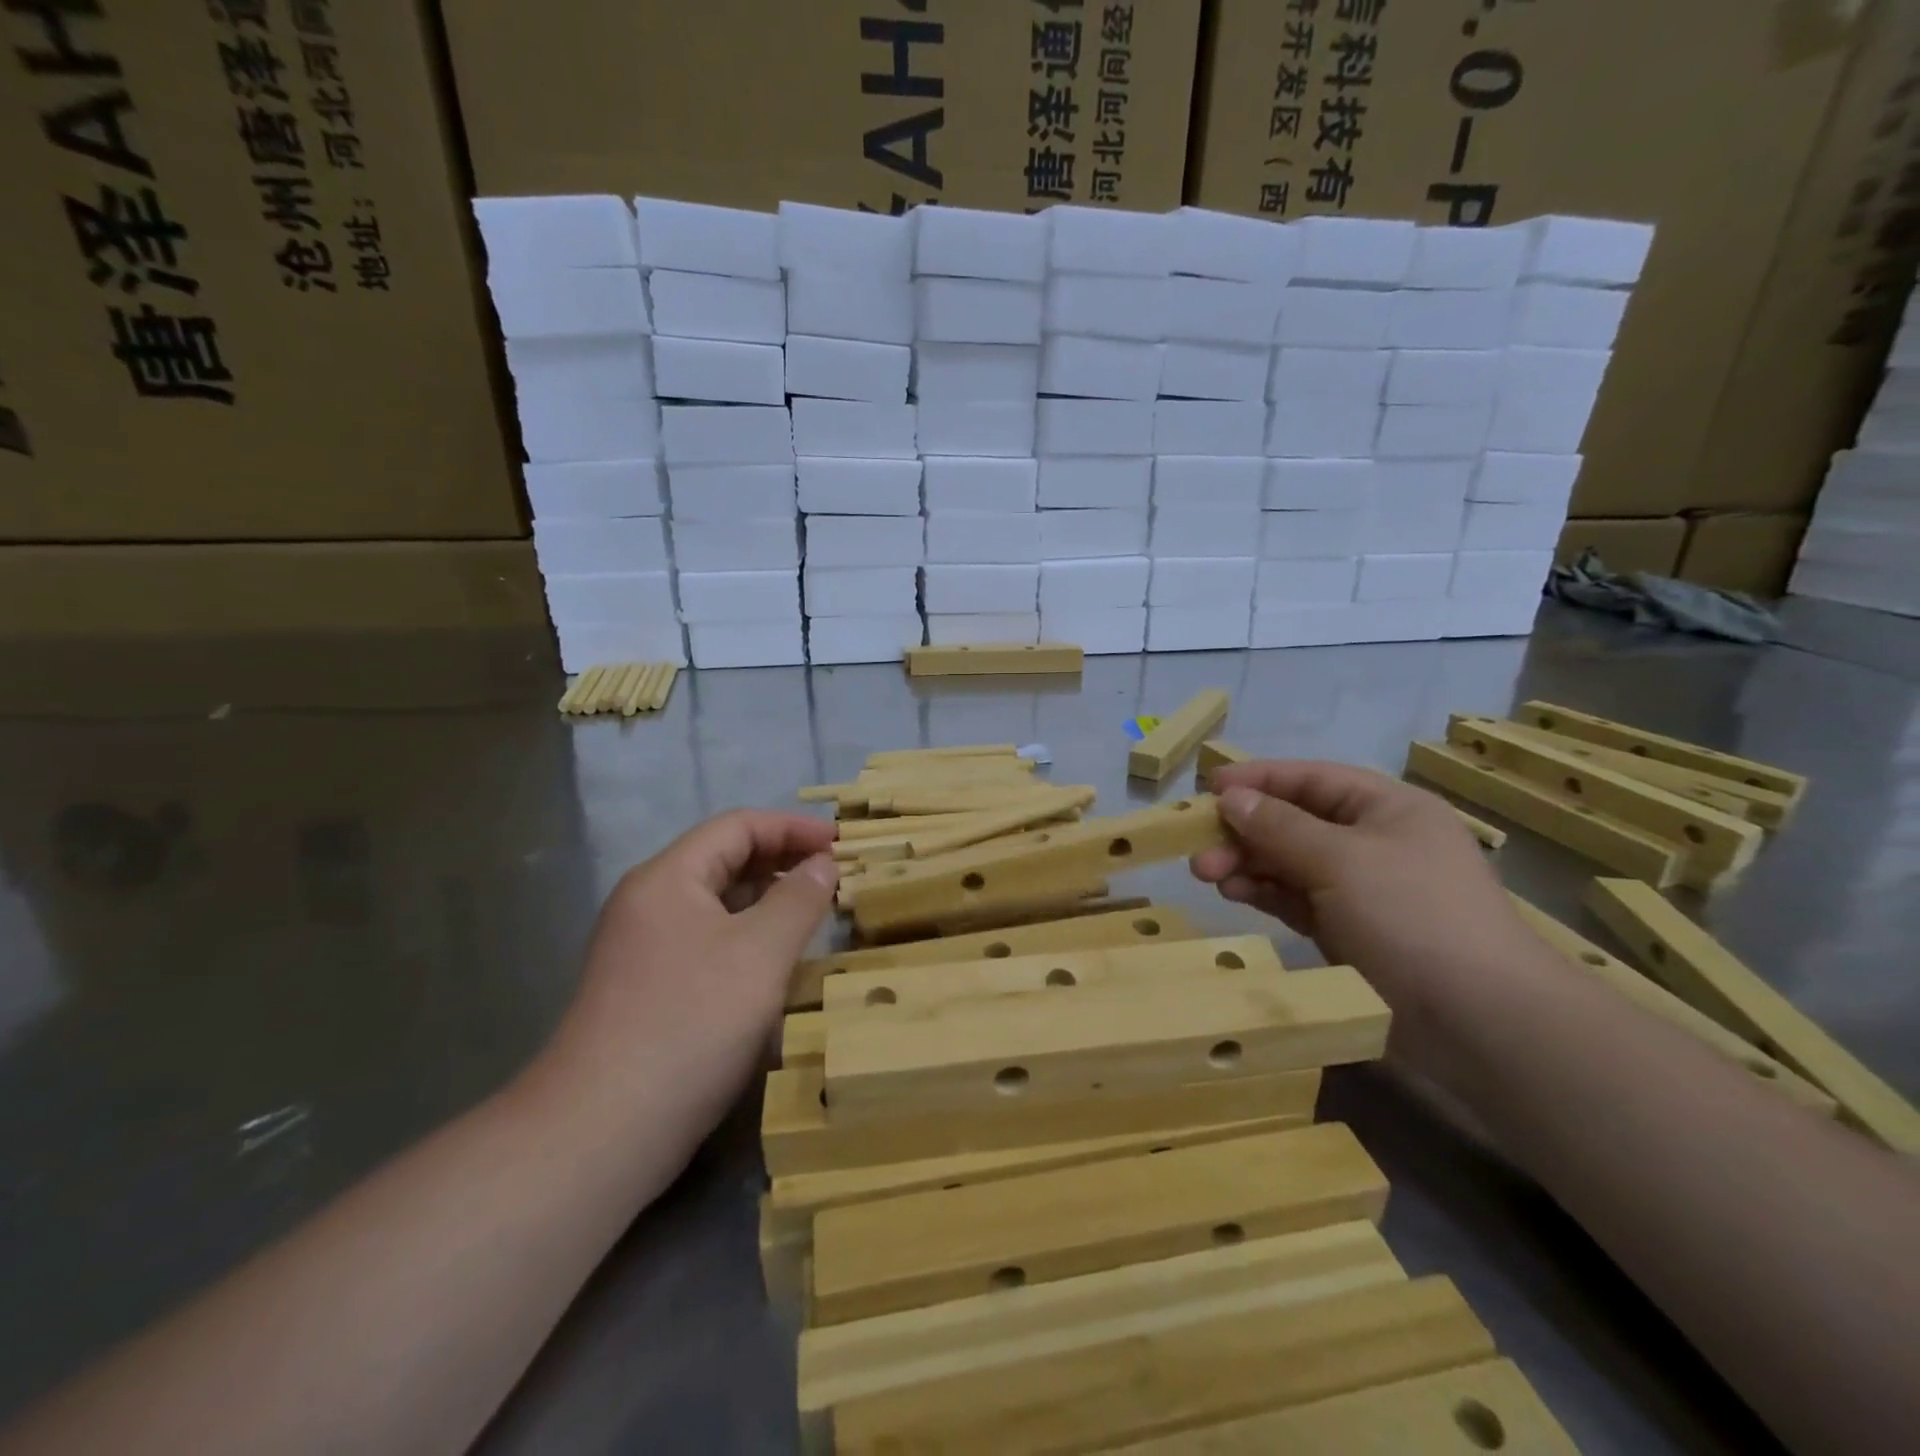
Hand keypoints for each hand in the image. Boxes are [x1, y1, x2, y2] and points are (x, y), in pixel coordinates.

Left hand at [534, 811, 837, 1151]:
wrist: (602, 1131)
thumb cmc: (690, 1024)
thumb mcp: (760, 953)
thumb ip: (798, 898)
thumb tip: (822, 862)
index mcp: (668, 878)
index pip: (737, 826)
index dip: (792, 828)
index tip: (840, 843)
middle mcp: (649, 903)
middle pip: (724, 860)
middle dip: (782, 861)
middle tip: (834, 876)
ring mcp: (643, 949)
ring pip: (716, 905)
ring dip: (767, 901)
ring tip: (815, 914)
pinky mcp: (648, 990)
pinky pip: (707, 942)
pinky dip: (747, 938)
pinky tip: (776, 963)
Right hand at [1191, 761, 1534, 1013]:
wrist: (1479, 1021)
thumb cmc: (1411, 916)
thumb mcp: (1340, 859)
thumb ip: (1279, 826)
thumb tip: (1231, 798)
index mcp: (1387, 809)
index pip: (1312, 779)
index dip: (1259, 779)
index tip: (1209, 786)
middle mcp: (1375, 842)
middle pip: (1295, 822)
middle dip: (1245, 830)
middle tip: (1198, 846)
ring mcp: (1363, 889)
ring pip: (1291, 862)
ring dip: (1248, 863)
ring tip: (1207, 874)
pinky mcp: (1351, 931)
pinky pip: (1297, 899)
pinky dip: (1265, 893)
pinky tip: (1235, 894)